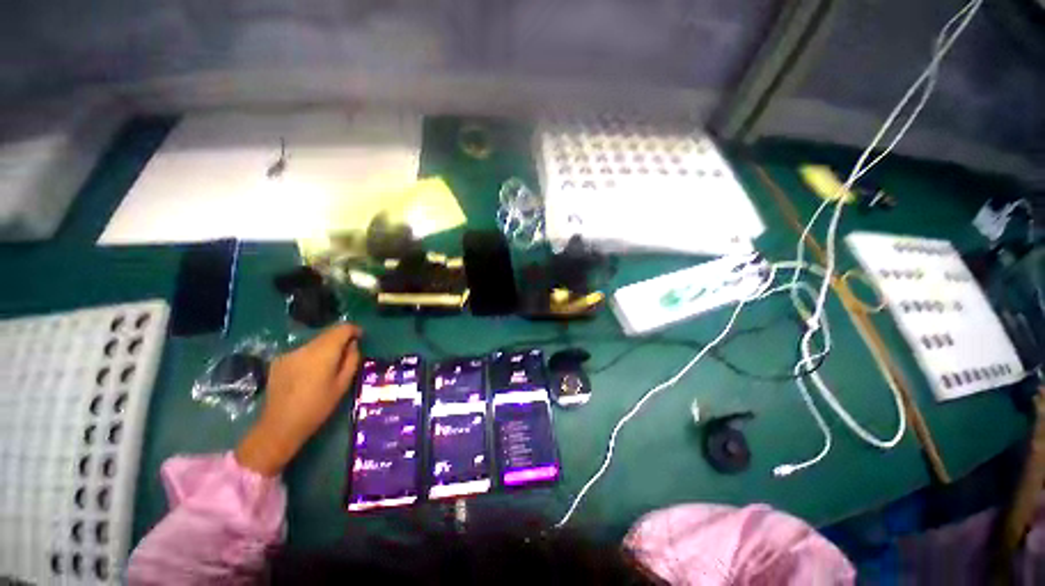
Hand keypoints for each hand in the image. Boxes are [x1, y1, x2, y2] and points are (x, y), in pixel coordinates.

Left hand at [235, 323, 361, 475]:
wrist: (280, 425)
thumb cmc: (318, 406)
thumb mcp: (343, 384)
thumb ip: (351, 360)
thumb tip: (352, 345)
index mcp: (323, 352)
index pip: (342, 328)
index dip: (354, 330)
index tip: (361, 337)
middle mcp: (305, 347)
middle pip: (327, 334)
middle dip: (340, 339)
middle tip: (348, 353)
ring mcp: (289, 353)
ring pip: (314, 343)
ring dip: (325, 348)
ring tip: (328, 366)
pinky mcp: (278, 361)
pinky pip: (302, 352)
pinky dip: (311, 356)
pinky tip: (310, 373)